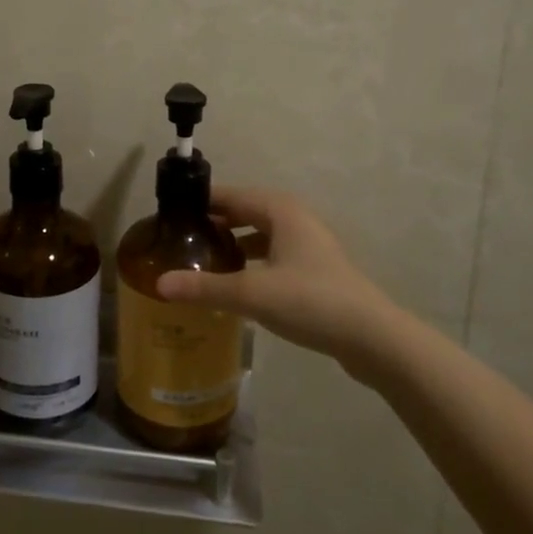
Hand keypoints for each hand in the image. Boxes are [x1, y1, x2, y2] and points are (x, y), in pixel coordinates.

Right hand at [153, 187, 392, 375]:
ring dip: (234, 244)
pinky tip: (236, 285)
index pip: (230, 195)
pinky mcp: (315, 271)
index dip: (201, 202)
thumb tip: (159, 283)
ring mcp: (309, 246)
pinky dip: (251, 263)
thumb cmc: (311, 301)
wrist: (373, 338)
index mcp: (280, 210)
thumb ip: (205, 287)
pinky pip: (273, 256)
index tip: (170, 214)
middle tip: (180, 240)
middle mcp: (295, 220)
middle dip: (214, 223)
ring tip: (202, 261)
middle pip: (245, 213)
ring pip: (261, 236)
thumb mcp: (252, 293)